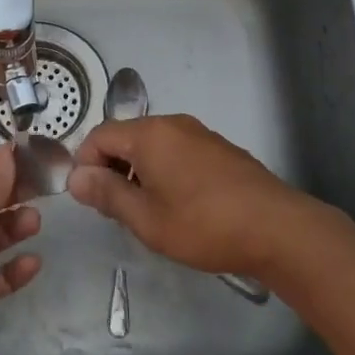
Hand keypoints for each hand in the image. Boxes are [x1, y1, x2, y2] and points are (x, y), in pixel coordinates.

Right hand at [68, 114, 325, 277]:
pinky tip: (180, 206)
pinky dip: (165, 172)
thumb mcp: (146, 218)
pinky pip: (177, 152)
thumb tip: (76, 177)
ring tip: (148, 213)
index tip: (90, 200)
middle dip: (112, 169)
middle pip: (126, 137)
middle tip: (117, 210)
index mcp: (150, 134)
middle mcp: (174, 124)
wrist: (278, 230)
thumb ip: (107, 194)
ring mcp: (201, 135)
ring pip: (153, 146)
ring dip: (139, 173)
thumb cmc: (204, 225)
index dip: (85, 165)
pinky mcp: (220, 150)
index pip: (99, 135)